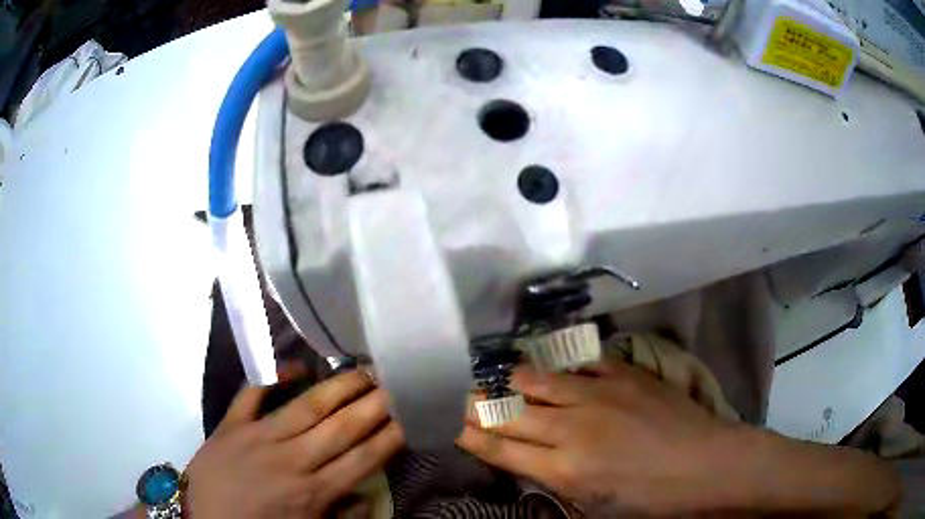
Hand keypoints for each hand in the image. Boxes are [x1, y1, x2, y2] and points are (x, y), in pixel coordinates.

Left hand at [183, 371, 402, 517]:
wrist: (202, 518)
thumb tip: (368, 497)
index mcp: (312, 492)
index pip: (362, 459)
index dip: (389, 436)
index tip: (411, 415)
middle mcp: (291, 460)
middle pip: (340, 428)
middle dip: (374, 404)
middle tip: (396, 380)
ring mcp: (257, 437)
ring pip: (305, 407)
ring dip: (338, 387)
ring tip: (363, 368)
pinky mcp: (230, 424)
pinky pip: (252, 393)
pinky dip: (273, 376)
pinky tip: (295, 365)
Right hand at [458, 361, 900, 515]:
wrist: (708, 466)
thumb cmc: (653, 501)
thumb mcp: (596, 507)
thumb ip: (556, 481)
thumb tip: (527, 461)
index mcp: (565, 469)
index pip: (501, 447)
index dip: (472, 434)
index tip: (452, 424)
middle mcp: (574, 428)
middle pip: (511, 410)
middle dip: (480, 405)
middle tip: (464, 397)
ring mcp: (601, 395)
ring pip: (539, 379)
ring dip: (514, 380)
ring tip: (499, 377)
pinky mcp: (626, 374)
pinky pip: (582, 361)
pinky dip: (563, 365)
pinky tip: (555, 366)